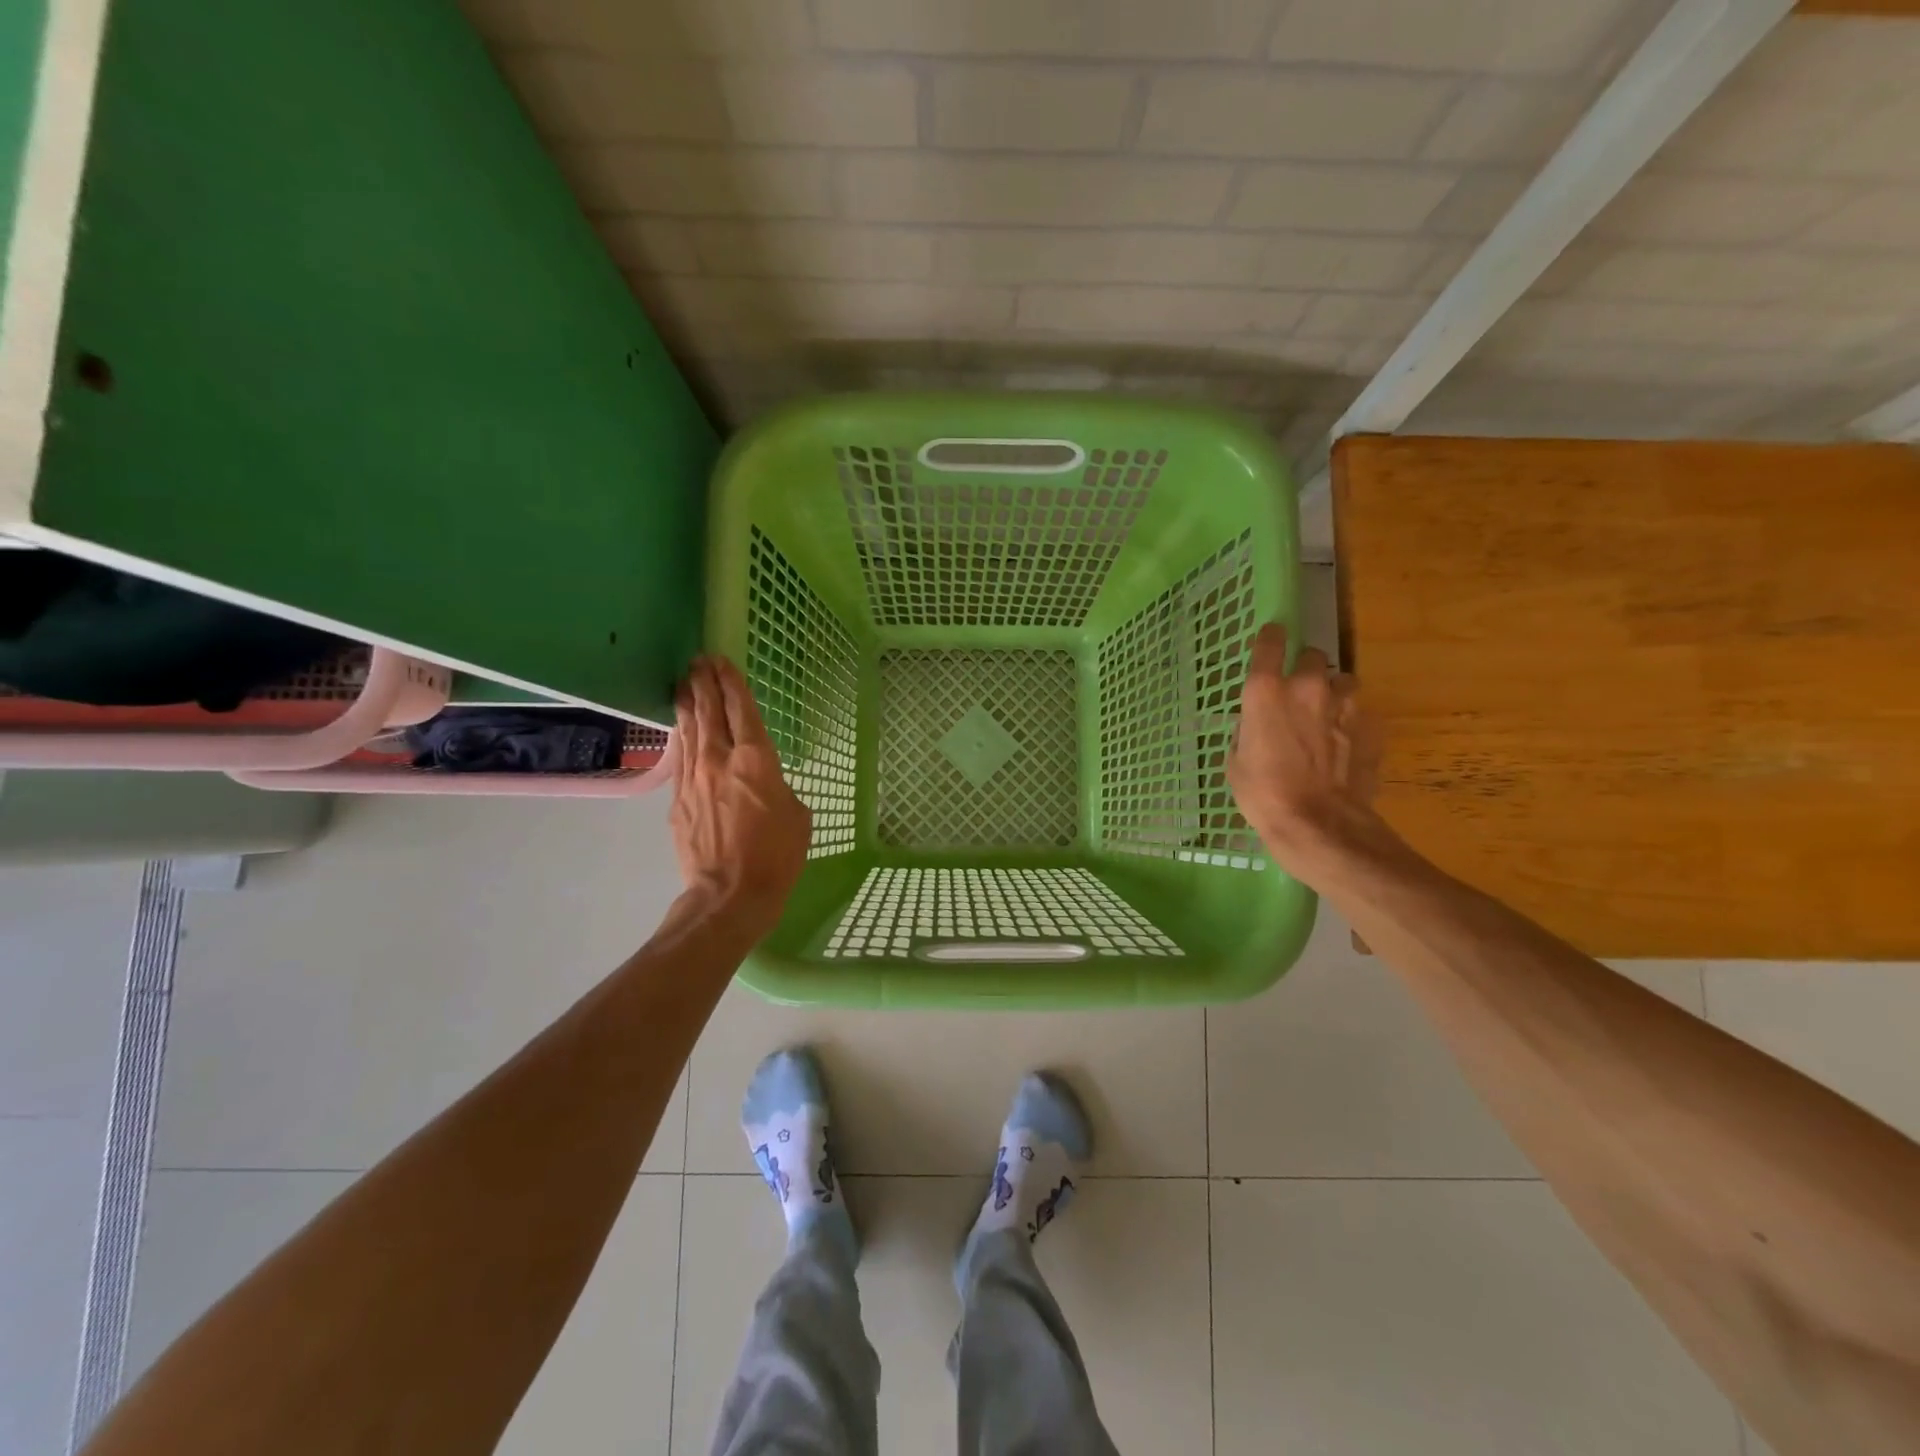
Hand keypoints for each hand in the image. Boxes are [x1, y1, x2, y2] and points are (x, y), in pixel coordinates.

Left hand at [670, 656, 810, 933]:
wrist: (730, 894)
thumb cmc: (777, 855)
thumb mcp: (797, 815)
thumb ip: (779, 787)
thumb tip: (764, 784)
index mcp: (756, 759)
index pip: (741, 709)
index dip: (732, 682)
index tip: (721, 660)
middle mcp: (720, 759)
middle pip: (708, 711)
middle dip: (704, 683)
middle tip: (698, 661)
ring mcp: (693, 778)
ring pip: (689, 730)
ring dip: (687, 703)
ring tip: (684, 682)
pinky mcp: (677, 799)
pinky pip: (680, 758)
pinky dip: (681, 737)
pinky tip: (680, 729)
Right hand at [1227, 623, 1386, 881]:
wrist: (1319, 824)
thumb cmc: (1263, 794)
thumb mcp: (1236, 761)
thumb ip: (1248, 730)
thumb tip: (1257, 725)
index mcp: (1267, 691)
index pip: (1270, 642)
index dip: (1270, 640)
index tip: (1270, 642)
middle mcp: (1308, 686)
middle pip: (1313, 656)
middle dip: (1306, 671)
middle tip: (1298, 695)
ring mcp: (1346, 704)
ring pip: (1343, 682)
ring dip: (1334, 694)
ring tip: (1326, 720)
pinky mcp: (1373, 726)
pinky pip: (1361, 712)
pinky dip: (1352, 722)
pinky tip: (1344, 746)